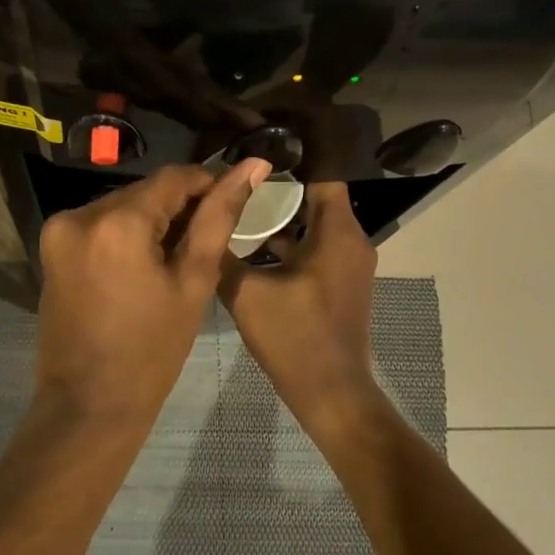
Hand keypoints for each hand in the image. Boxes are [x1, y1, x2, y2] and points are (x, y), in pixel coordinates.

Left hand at [35, 160, 271, 435]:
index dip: (207, 183)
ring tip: (177, 256)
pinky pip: (100, 223)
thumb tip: (252, 166)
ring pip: (122, 205)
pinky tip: (144, 262)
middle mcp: (81, 214)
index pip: (173, 178)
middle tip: (207, 238)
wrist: (87, 406)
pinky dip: (125, 233)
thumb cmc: (151, 352)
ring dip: (151, 219)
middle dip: (178, 206)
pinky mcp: (51, 246)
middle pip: (145, 191)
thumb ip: (219, 218)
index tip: (231, 202)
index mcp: (118, 223)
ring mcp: (60, 230)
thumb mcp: (194, 283)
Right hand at [220, 182, 381, 435]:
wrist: (332, 395)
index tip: (253, 159)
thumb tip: (202, 224)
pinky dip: (292, 245)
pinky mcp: (342, 284)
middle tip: (237, 184)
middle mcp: (352, 241)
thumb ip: (223, 256)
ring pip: (315, 226)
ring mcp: (349, 264)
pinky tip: (254, 249)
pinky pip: (318, 249)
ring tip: (240, 211)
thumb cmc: (294, 337)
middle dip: (278, 191)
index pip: (322, 176)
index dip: (290, 164)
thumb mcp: (248, 294)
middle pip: (315, 199)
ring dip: (282, 220)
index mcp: (337, 232)